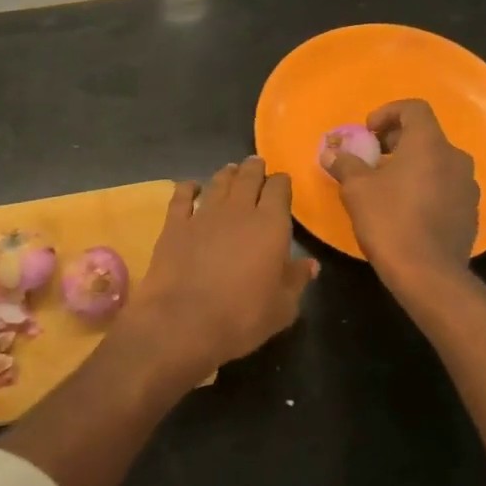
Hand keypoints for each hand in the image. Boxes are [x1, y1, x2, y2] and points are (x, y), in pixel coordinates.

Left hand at [122, 158, 317, 385]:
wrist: (184, 322)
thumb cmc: (242, 318)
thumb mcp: (282, 307)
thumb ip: (296, 280)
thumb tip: (310, 264)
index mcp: (270, 225)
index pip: (279, 190)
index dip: (281, 183)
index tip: (282, 182)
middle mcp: (238, 211)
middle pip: (248, 177)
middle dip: (255, 169)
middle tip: (257, 164)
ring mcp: (203, 214)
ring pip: (218, 182)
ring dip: (227, 174)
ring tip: (231, 170)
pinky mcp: (175, 225)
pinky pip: (182, 196)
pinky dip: (188, 188)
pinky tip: (191, 186)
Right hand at [325, 99, 479, 283]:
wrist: (428, 273)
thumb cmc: (389, 221)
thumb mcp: (356, 189)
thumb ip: (344, 164)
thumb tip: (331, 152)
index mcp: (429, 144)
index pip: (413, 108)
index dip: (387, 113)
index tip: (366, 131)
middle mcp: (455, 158)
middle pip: (425, 136)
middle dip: (395, 141)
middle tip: (370, 158)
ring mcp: (467, 186)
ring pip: (436, 163)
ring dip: (410, 166)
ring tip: (385, 186)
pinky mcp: (469, 211)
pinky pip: (445, 187)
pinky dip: (424, 187)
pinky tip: (405, 210)